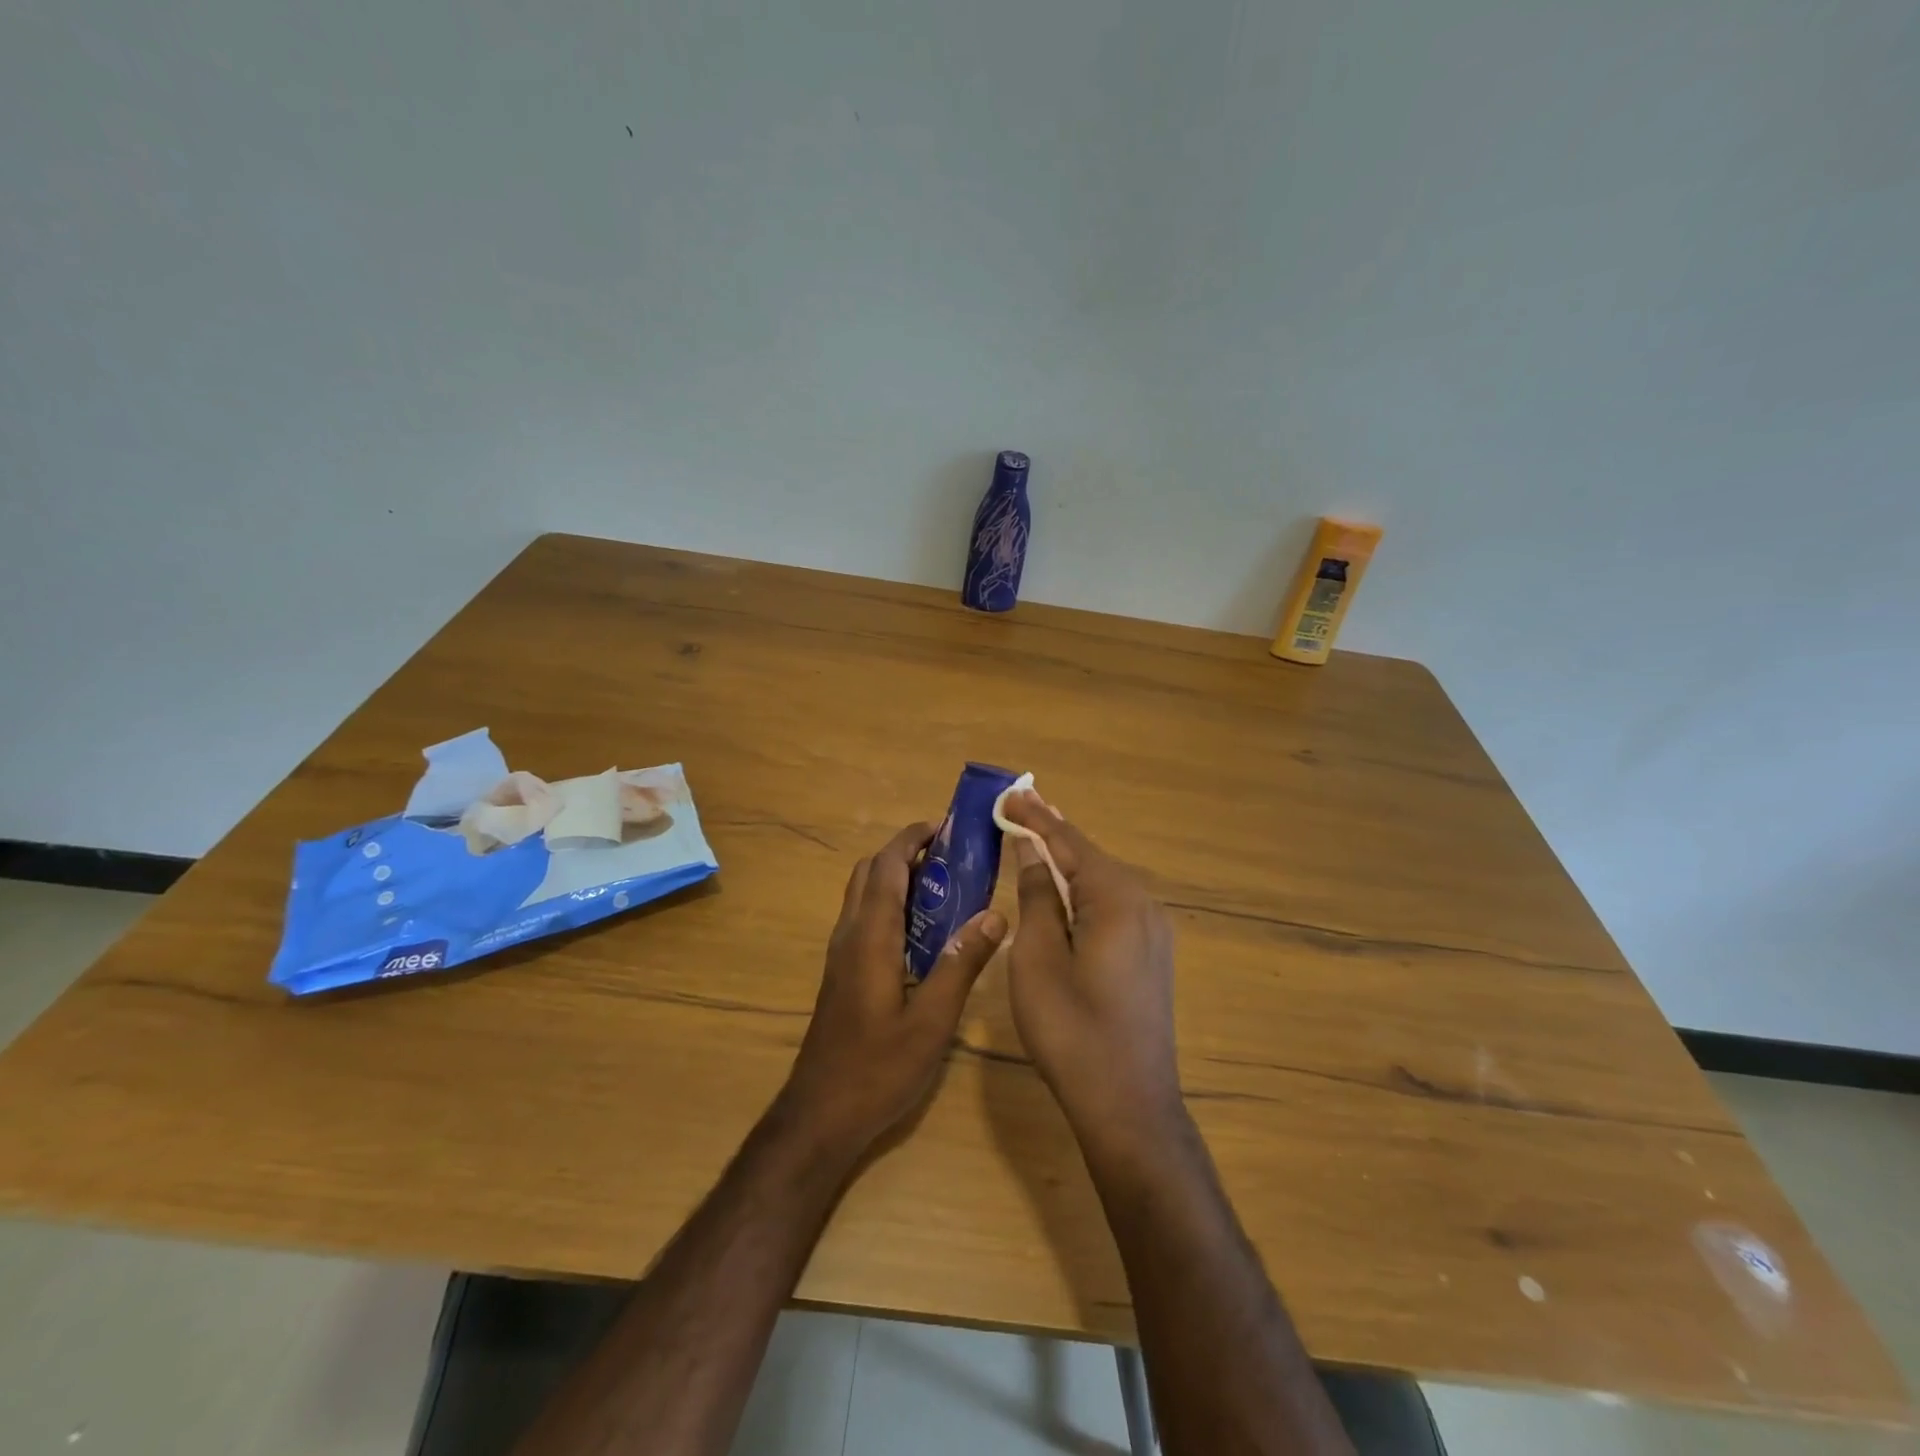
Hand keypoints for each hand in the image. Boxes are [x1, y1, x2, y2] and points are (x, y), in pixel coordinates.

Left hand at [780, 822, 1006, 1159]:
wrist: (820, 1115)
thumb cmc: (878, 1068)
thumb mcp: (932, 1021)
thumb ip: (961, 964)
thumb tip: (994, 913)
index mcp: (871, 937)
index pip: (887, 867)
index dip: (911, 839)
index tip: (943, 826)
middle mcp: (850, 935)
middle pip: (870, 872)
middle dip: (905, 852)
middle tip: (948, 855)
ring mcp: (841, 955)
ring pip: (863, 895)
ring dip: (896, 876)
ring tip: (942, 885)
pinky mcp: (841, 974)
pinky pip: (864, 919)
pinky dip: (890, 903)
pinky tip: (921, 932)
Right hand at [1001, 791, 1182, 1145]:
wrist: (1128, 1105)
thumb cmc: (1071, 1030)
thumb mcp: (1038, 959)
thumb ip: (1037, 897)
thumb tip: (1033, 852)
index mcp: (1116, 900)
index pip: (1068, 843)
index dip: (1035, 817)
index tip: (1009, 792)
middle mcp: (1143, 904)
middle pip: (1089, 856)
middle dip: (1051, 833)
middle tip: (1017, 808)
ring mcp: (1153, 930)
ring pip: (1102, 880)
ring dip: (1067, 860)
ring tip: (1034, 836)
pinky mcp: (1151, 953)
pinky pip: (1112, 904)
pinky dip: (1082, 888)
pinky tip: (1063, 887)